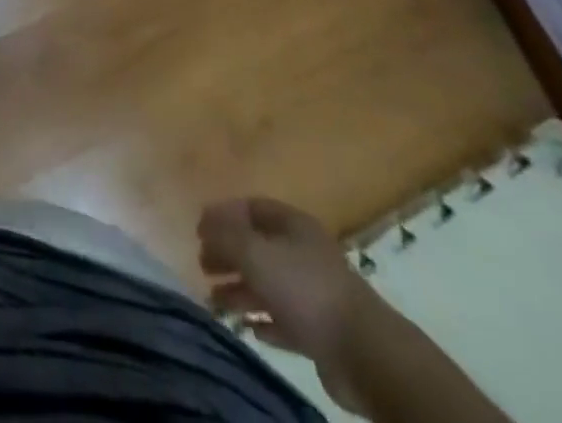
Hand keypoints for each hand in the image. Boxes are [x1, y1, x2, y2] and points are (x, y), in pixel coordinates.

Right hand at [199, 197, 383, 412]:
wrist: (363, 352)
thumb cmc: (304, 289)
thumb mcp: (255, 253)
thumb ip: (225, 236)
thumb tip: (204, 224)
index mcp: (292, 224)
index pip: (251, 208)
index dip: (223, 214)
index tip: (198, 229)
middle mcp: (303, 253)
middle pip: (258, 247)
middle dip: (228, 254)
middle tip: (202, 265)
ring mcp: (313, 293)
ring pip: (268, 285)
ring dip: (240, 291)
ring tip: (214, 302)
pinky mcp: (320, 332)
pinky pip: (284, 320)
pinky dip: (264, 321)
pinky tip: (249, 328)